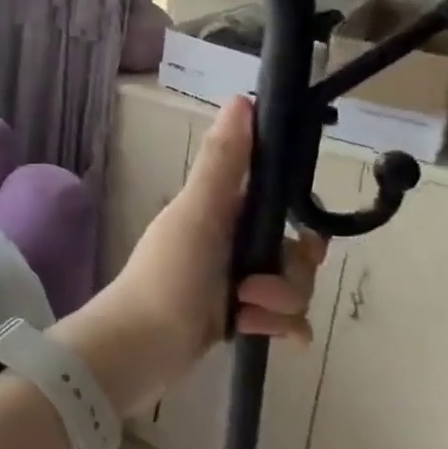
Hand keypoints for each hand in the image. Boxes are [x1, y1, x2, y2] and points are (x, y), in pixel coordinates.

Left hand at [116, 97, 326, 364]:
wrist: (141, 348)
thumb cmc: (169, 274)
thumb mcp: (198, 213)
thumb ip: (222, 162)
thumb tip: (241, 100)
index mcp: (218, 209)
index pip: (275, 196)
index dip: (298, 210)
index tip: (305, 229)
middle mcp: (227, 239)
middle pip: (292, 248)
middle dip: (290, 270)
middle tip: (260, 284)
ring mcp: (232, 279)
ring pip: (291, 285)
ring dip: (280, 301)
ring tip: (246, 309)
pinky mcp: (236, 315)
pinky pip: (282, 319)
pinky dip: (281, 327)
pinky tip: (268, 336)